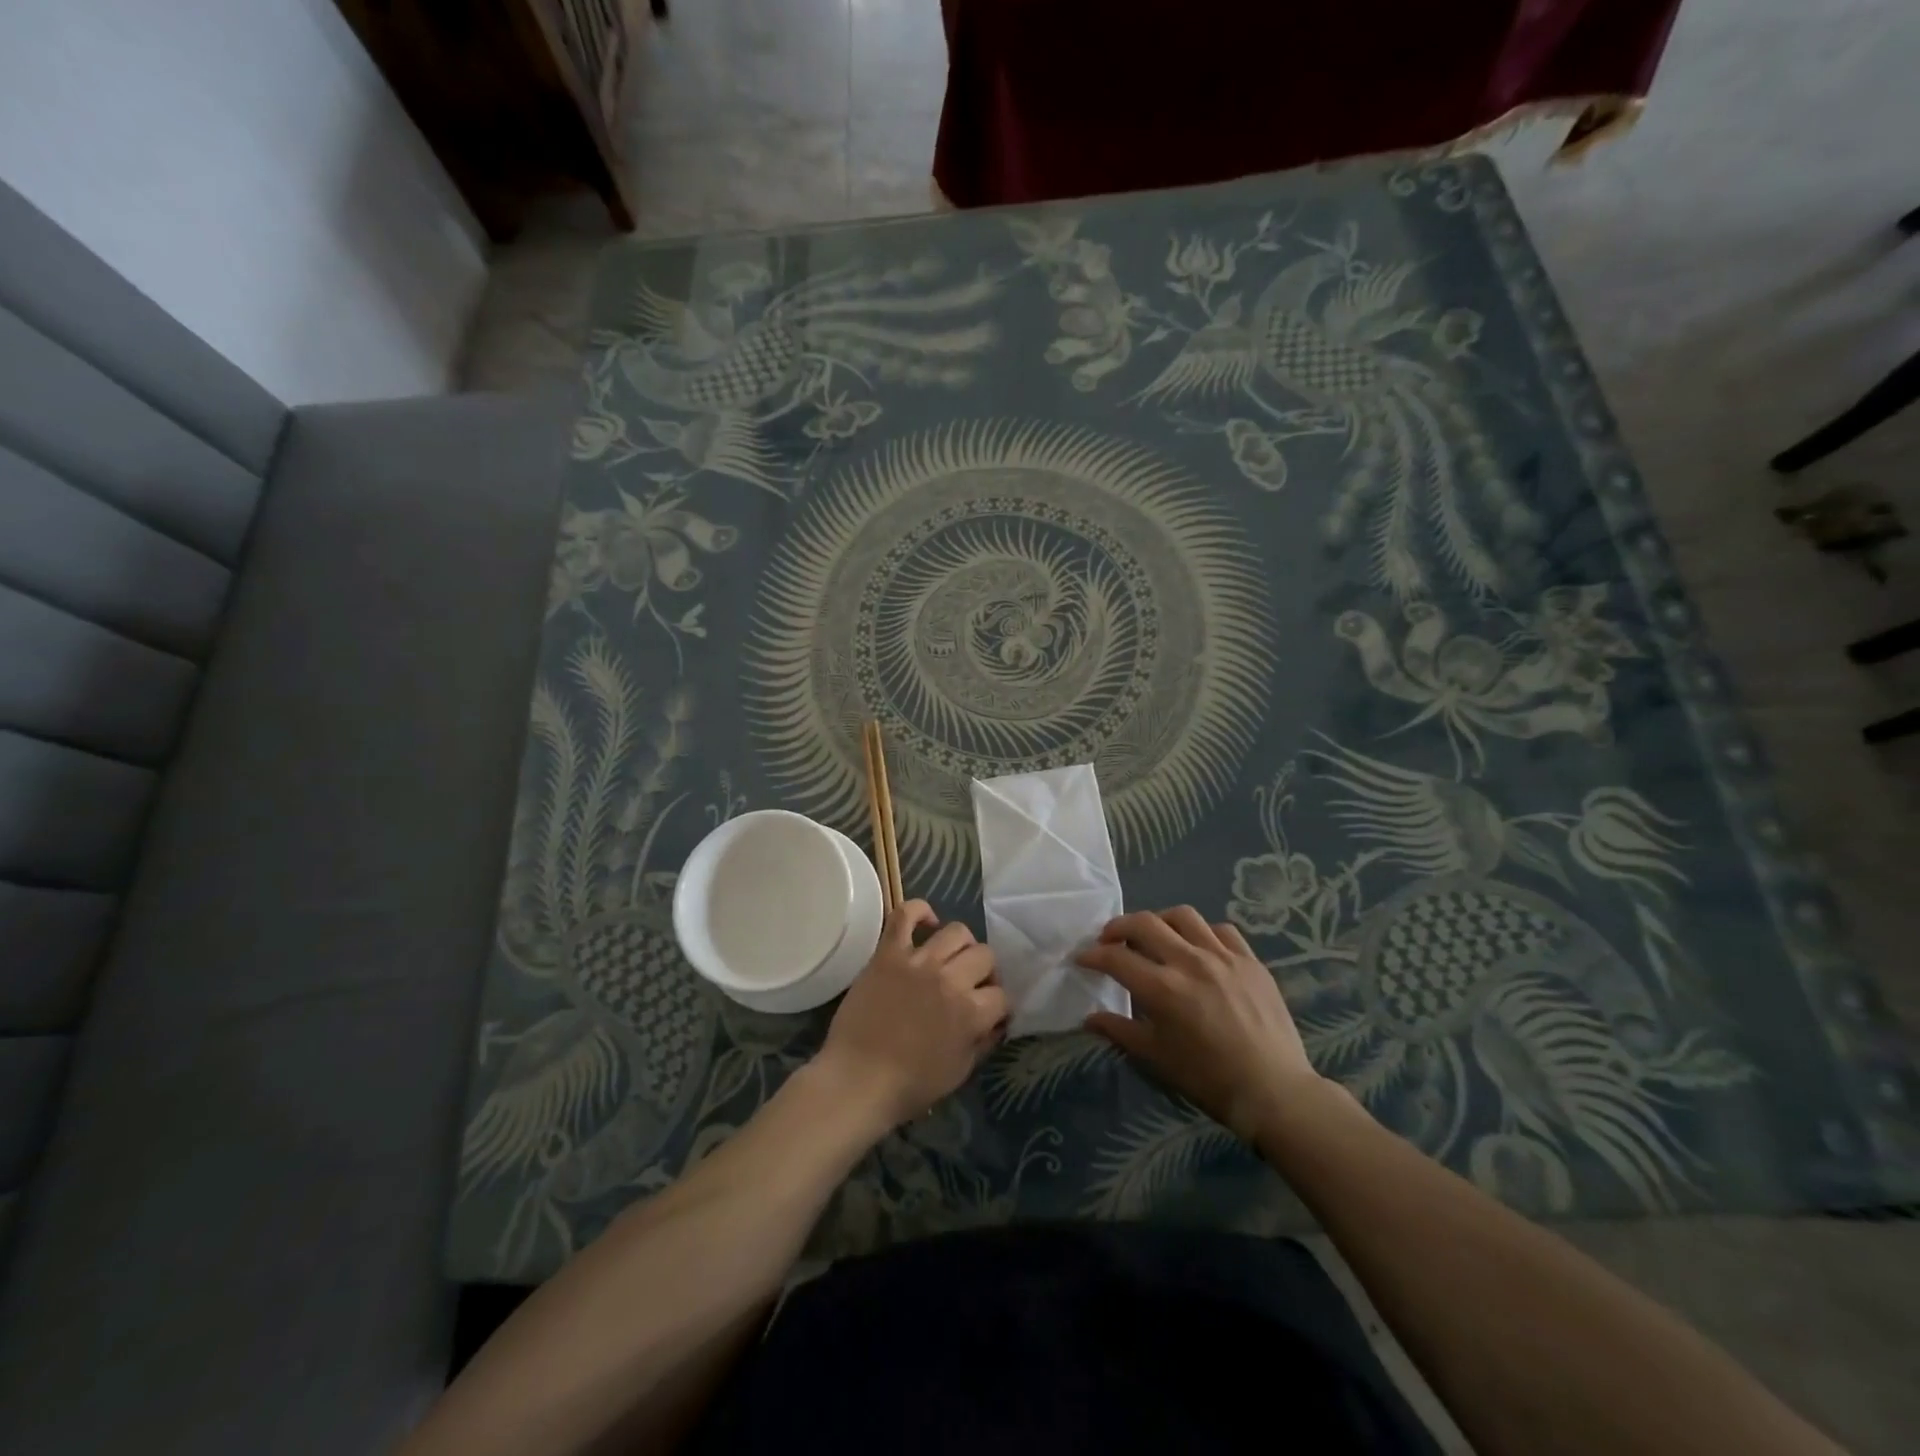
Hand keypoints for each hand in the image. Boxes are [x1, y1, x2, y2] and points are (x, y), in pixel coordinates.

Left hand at [815, 900, 1007, 1133]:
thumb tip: (996, 1021)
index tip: (988, 1013)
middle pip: (985, 956)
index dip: (998, 1006)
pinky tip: (927, 923)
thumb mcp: (960, 1071)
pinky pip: (905, 914)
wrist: (857, 1079)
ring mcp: (918, 961)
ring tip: (951, 959)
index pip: (1002, 995)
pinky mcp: (888, 953)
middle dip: (984, 973)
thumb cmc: (909, 1085)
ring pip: (957, 931)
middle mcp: (950, 979)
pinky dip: (919, 911)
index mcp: (970, 1012)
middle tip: (970, 986)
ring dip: (961, 946)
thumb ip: (983, 1042)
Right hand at [1077, 907, 1330, 1142]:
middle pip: (1144, 923)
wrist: (1273, 1091)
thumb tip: (1090, 1018)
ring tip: (1154, 936)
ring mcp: (1223, 957)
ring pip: (1183, 916)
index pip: (1116, 958)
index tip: (1083, 959)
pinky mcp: (1250, 960)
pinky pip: (1221, 930)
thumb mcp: (1156, 1058)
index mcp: (1163, 988)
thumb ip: (1120, 1030)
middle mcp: (1190, 962)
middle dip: (1119, 927)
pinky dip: (1202, 932)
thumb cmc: (1208, 1079)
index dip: (1093, 955)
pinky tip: (1198, 948)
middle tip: (1110, 939)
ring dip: (1160, 921)